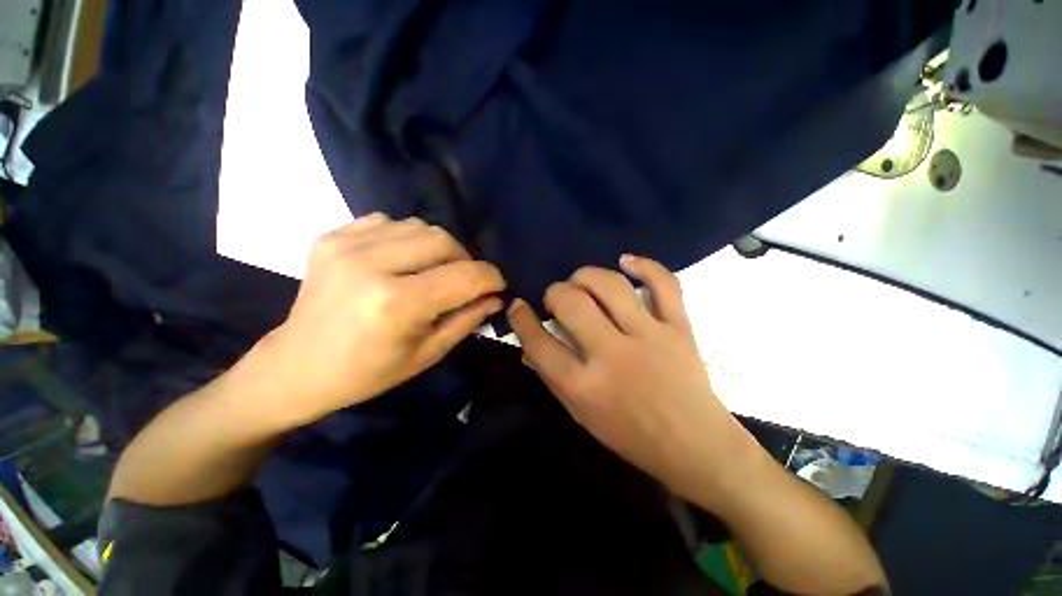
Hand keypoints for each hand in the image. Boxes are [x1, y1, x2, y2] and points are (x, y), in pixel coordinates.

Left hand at [251, 214, 504, 427]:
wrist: (298, 366)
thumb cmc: (368, 372)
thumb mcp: (427, 353)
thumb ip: (467, 320)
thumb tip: (495, 297)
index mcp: (397, 303)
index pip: (465, 276)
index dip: (491, 278)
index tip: (497, 285)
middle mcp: (371, 264)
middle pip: (444, 240)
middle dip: (466, 260)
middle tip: (464, 280)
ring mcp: (346, 245)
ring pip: (419, 226)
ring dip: (438, 248)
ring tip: (432, 271)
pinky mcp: (331, 237)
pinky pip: (388, 222)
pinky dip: (405, 239)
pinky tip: (399, 261)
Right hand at [507, 255, 744, 499]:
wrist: (695, 445)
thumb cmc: (630, 435)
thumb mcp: (580, 414)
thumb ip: (554, 375)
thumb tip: (534, 340)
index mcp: (585, 386)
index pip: (539, 343)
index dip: (522, 320)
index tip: (518, 306)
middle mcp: (613, 356)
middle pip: (572, 303)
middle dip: (555, 292)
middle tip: (557, 297)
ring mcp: (650, 337)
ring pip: (611, 286)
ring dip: (587, 275)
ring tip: (581, 281)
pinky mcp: (679, 328)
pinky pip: (664, 284)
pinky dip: (644, 265)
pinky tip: (626, 261)